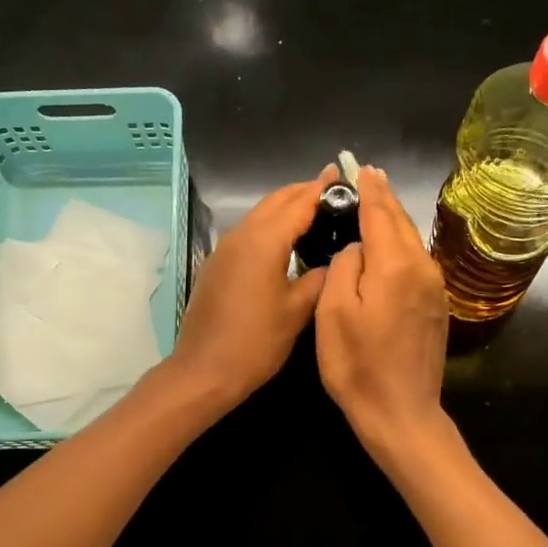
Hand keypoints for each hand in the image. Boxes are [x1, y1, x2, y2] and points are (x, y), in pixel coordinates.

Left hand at [166, 166, 335, 411]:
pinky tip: (285, 241)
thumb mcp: (297, 311)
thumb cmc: (256, 343)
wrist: (204, 371)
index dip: (322, 188)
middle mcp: (241, 236)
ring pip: (259, 216)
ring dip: (285, 208)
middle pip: (275, 201)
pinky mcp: (216, 266)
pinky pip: (247, 234)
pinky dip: (269, 227)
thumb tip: (335, 259)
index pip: (298, 202)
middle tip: (333, 189)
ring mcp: (224, 250)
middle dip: (303, 192)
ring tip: (314, 211)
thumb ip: (319, 278)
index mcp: (264, 241)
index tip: (343, 175)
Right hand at [315, 166, 450, 462]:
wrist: (401, 413)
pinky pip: (416, 263)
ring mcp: (434, 289)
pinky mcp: (436, 307)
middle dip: (383, 198)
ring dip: (393, 220)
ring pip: (411, 242)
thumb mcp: (334, 313)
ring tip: (378, 201)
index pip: (380, 213)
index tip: (359, 166)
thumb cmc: (358, 365)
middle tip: (369, 174)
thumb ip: (345, 266)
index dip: (368, 189)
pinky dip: (401, 245)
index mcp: (395, 265)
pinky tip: (391, 245)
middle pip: (400, 223)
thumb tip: (357, 247)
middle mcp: (422, 269)